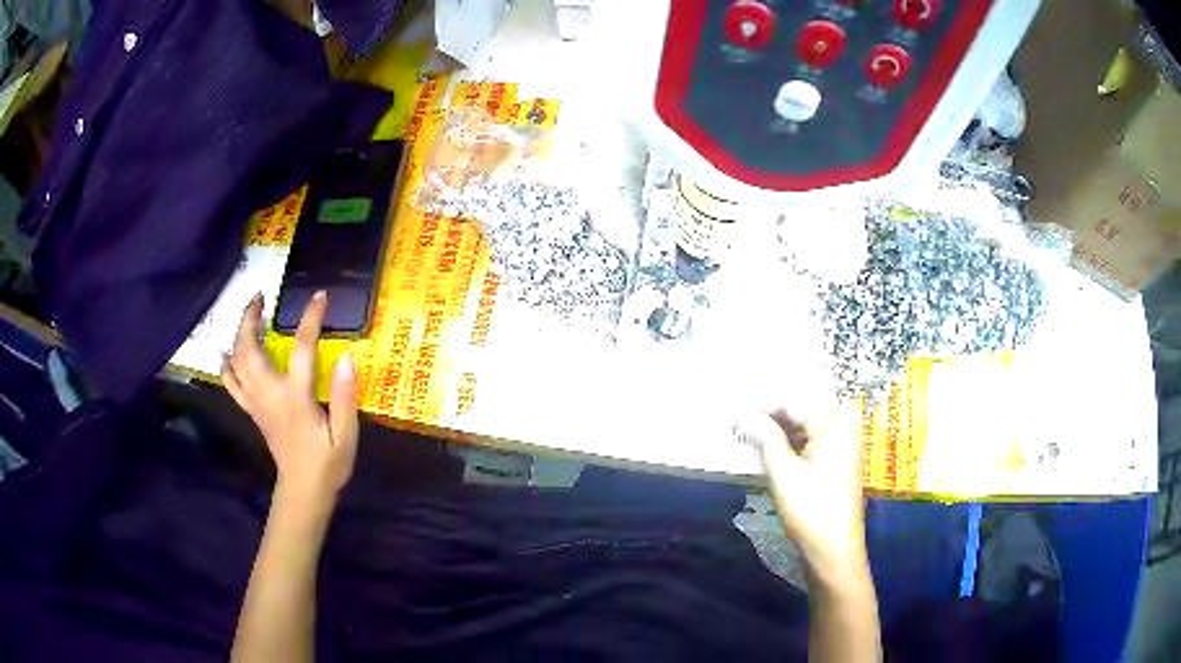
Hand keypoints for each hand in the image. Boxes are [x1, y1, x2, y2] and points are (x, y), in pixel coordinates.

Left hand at [222, 292, 358, 507]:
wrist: (303, 490)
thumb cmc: (328, 463)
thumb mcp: (346, 434)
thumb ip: (346, 396)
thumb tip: (348, 356)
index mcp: (296, 399)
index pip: (301, 349)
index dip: (310, 319)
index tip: (319, 297)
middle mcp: (270, 395)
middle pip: (249, 350)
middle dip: (250, 318)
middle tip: (261, 297)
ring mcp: (256, 403)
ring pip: (236, 362)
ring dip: (238, 334)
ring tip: (249, 314)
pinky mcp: (252, 411)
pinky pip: (231, 383)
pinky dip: (226, 364)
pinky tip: (227, 351)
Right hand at [748, 402, 866, 576]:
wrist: (834, 549)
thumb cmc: (810, 507)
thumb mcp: (783, 471)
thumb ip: (766, 437)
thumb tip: (746, 413)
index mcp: (835, 424)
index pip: (794, 403)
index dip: (764, 406)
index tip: (737, 409)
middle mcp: (844, 429)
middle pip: (803, 413)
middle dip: (773, 417)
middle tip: (742, 422)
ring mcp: (844, 448)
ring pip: (807, 430)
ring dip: (780, 432)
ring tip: (751, 436)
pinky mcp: (838, 466)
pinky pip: (812, 444)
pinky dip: (791, 446)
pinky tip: (770, 453)